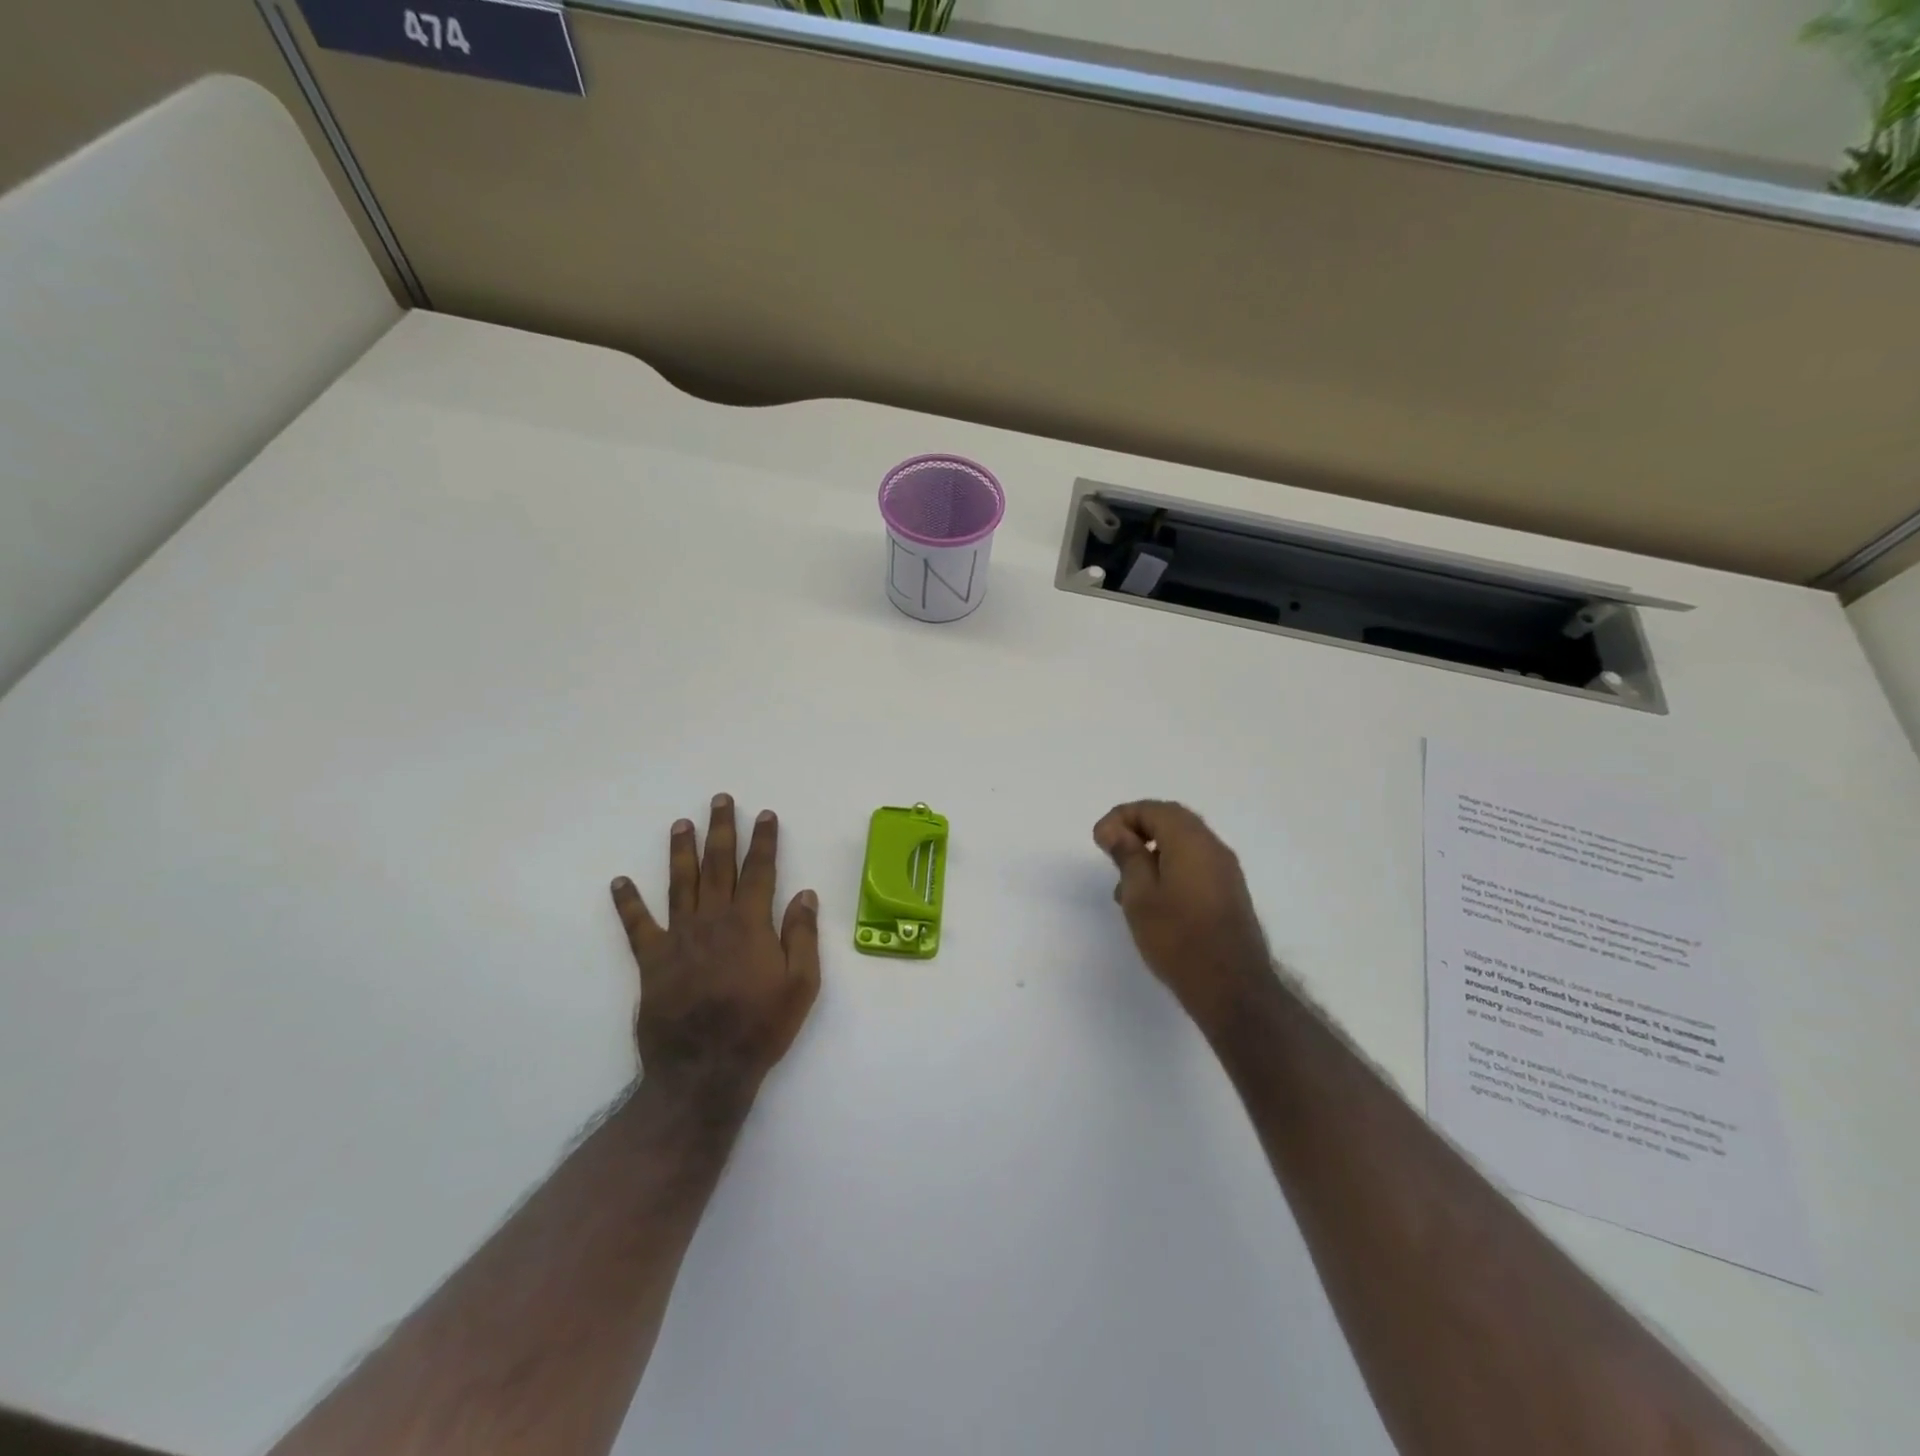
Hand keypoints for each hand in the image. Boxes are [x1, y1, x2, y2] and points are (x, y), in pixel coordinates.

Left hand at [611, 794, 820, 1107]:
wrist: (705, 1070)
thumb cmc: (760, 1027)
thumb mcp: (801, 985)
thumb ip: (802, 936)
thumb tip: (805, 893)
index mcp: (750, 924)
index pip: (760, 871)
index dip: (764, 841)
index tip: (765, 815)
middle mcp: (713, 921)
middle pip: (718, 866)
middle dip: (722, 830)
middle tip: (720, 800)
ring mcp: (679, 938)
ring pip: (680, 884)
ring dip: (682, 852)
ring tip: (681, 824)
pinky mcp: (652, 961)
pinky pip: (637, 926)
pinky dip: (628, 903)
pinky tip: (619, 882)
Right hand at [1093, 800, 1273, 1032]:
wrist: (1231, 987)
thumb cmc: (1177, 937)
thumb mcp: (1139, 894)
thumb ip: (1127, 855)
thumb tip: (1116, 830)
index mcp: (1191, 840)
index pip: (1153, 809)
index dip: (1121, 817)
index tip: (1099, 840)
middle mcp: (1213, 847)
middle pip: (1172, 821)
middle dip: (1137, 829)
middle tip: (1111, 850)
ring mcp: (1225, 871)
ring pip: (1184, 845)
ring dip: (1152, 851)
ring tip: (1124, 883)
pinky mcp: (1229, 894)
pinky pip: (1195, 865)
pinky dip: (1169, 868)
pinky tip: (1151, 900)